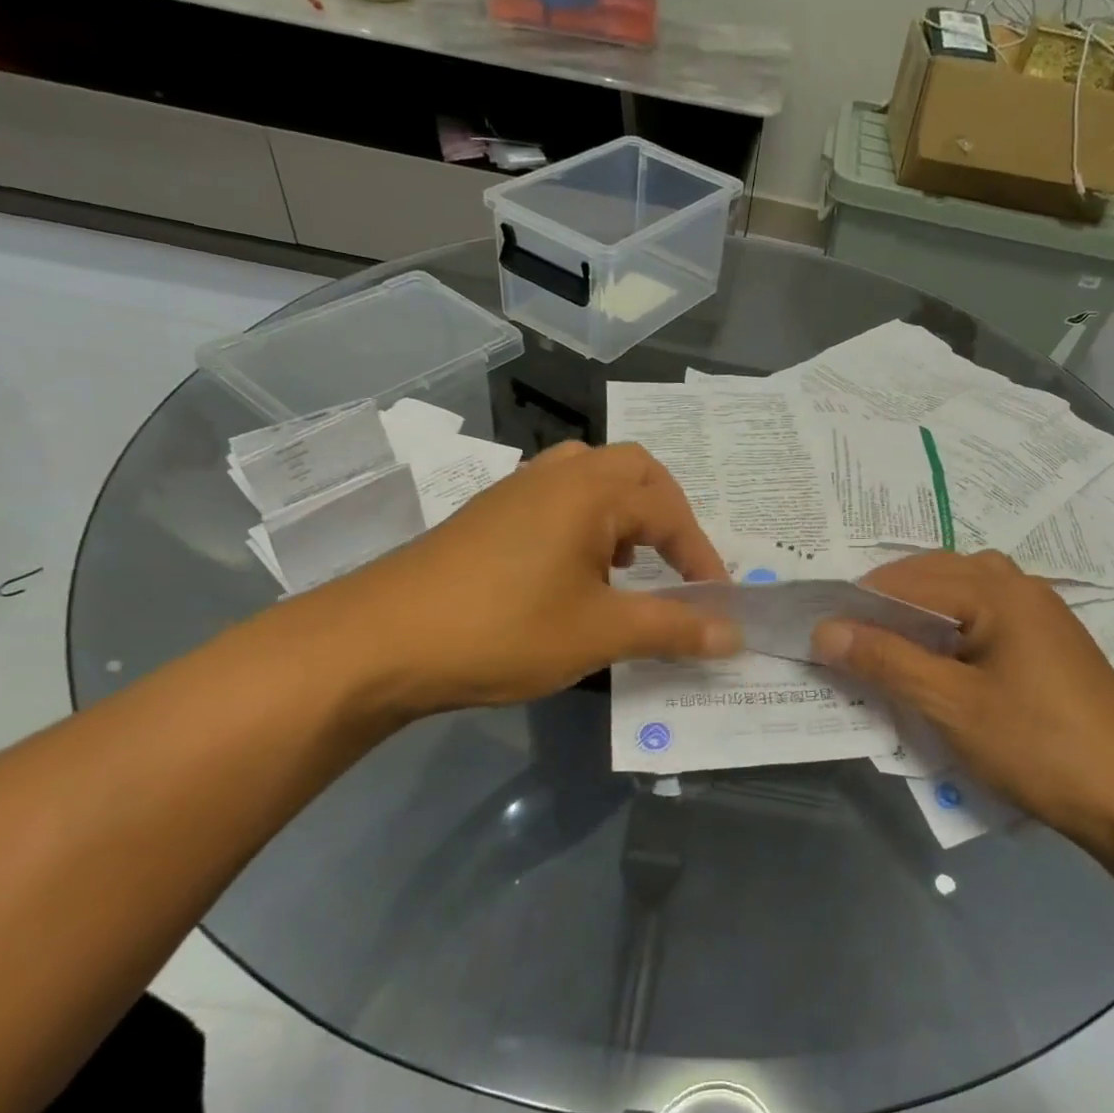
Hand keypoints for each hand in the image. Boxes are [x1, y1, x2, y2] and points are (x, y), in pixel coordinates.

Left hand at [297, 442, 739, 719]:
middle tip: (676, 562)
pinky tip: (577, 575)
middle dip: (667, 514)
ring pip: (591, 479)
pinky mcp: (488, 516)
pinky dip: (587, 525)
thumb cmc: (503, 629)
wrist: (379, 642)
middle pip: (634, 470)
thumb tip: (734, 634)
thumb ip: (673, 628)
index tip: (716, 601)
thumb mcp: (600, 633)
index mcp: (590, 490)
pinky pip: (557, 500)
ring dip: (624, 515)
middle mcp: (556, 475)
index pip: (670, 509)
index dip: (701, 555)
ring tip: (630, 566)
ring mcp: (516, 491)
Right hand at [812, 550, 1113, 852]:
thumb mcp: (951, 705)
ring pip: (962, 592)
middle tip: (850, 639)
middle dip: (888, 601)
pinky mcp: (1050, 641)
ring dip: (921, 611)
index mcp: (997, 590)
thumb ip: (886, 661)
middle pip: (936, 574)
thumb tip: (825, 630)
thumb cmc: (1037, 745)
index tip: (822, 632)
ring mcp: (1041, 612)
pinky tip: (939, 659)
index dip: (860, 602)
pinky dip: (950, 626)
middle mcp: (1020, 586)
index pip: (909, 578)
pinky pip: (985, 614)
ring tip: (888, 645)